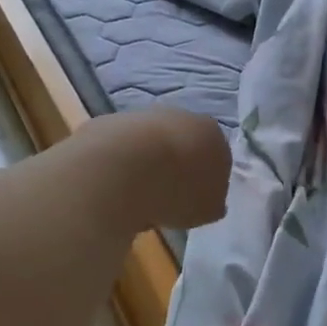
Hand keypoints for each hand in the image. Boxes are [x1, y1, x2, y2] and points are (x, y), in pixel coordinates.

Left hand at [82, 108, 230, 231]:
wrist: (121, 170)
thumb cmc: (176, 191)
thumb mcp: (207, 210)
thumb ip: (212, 202)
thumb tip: (210, 200)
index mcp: (212, 134)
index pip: (217, 156)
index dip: (206, 180)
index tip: (195, 201)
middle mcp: (182, 116)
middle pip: (183, 144)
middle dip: (177, 168)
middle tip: (167, 198)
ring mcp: (143, 116)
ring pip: (150, 144)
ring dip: (147, 166)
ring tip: (137, 197)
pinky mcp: (109, 122)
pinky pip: (121, 149)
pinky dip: (120, 165)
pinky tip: (114, 187)